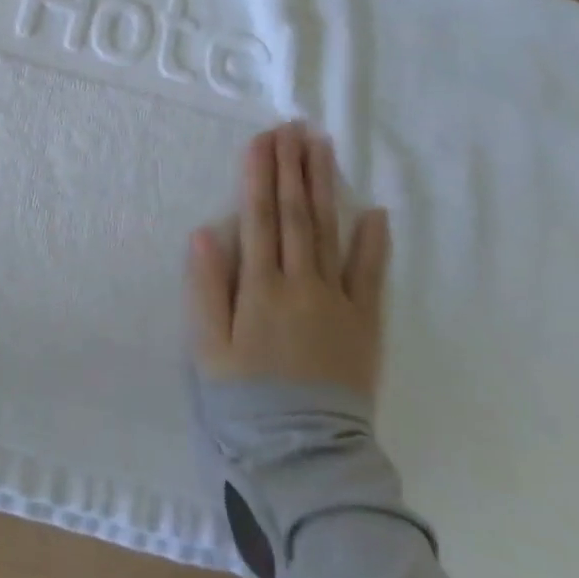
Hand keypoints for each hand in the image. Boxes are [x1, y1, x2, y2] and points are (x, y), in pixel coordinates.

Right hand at [187, 123, 390, 396]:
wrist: (304, 450)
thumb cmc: (245, 397)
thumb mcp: (209, 347)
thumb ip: (206, 288)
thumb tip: (204, 232)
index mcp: (260, 287)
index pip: (260, 219)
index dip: (259, 176)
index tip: (262, 140)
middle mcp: (301, 284)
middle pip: (297, 215)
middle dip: (292, 167)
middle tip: (293, 127)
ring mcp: (338, 301)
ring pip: (330, 232)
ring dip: (325, 186)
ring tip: (322, 147)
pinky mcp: (365, 322)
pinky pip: (371, 275)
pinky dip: (373, 241)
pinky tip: (374, 210)